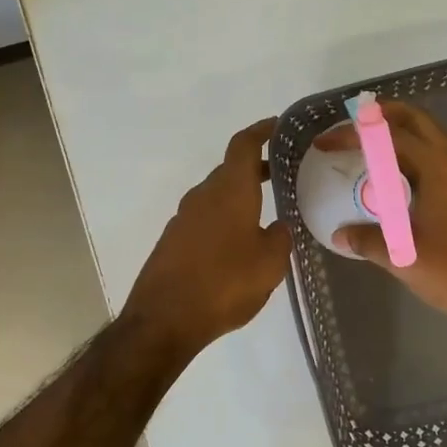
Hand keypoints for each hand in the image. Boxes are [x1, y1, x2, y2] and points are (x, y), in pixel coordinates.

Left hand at [121, 119, 291, 358]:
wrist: (163, 320)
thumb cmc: (224, 284)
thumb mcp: (270, 264)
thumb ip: (280, 238)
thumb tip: (279, 226)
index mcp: (230, 191)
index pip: (244, 145)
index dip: (261, 131)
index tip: (278, 126)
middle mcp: (203, 196)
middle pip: (229, 170)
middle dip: (256, 168)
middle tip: (282, 174)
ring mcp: (183, 218)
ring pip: (217, 195)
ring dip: (239, 196)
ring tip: (265, 211)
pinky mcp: (173, 241)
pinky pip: (205, 218)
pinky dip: (225, 218)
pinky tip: (238, 242)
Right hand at [318, 102, 446, 341]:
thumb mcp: (404, 257)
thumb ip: (368, 241)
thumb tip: (340, 234)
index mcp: (436, 169)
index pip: (388, 135)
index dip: (353, 133)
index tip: (324, 144)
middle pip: (416, 120)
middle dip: (382, 115)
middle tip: (350, 127)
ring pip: (430, 136)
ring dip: (399, 132)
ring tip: (369, 147)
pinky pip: (437, 156)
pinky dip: (413, 152)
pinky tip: (397, 179)